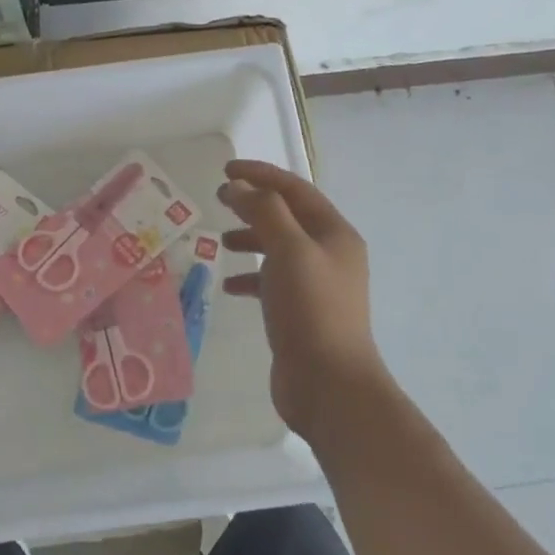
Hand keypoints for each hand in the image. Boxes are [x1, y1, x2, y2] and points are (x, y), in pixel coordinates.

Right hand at [217, 159, 392, 441]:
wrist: (329, 384)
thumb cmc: (311, 308)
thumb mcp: (288, 249)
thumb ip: (264, 211)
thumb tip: (240, 187)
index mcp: (334, 233)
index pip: (294, 189)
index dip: (260, 174)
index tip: (226, 170)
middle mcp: (329, 254)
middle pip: (287, 216)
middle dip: (253, 205)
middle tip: (220, 199)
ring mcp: (317, 285)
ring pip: (278, 249)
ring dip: (250, 239)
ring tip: (222, 242)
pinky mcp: (301, 312)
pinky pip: (272, 282)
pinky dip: (250, 277)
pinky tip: (229, 285)